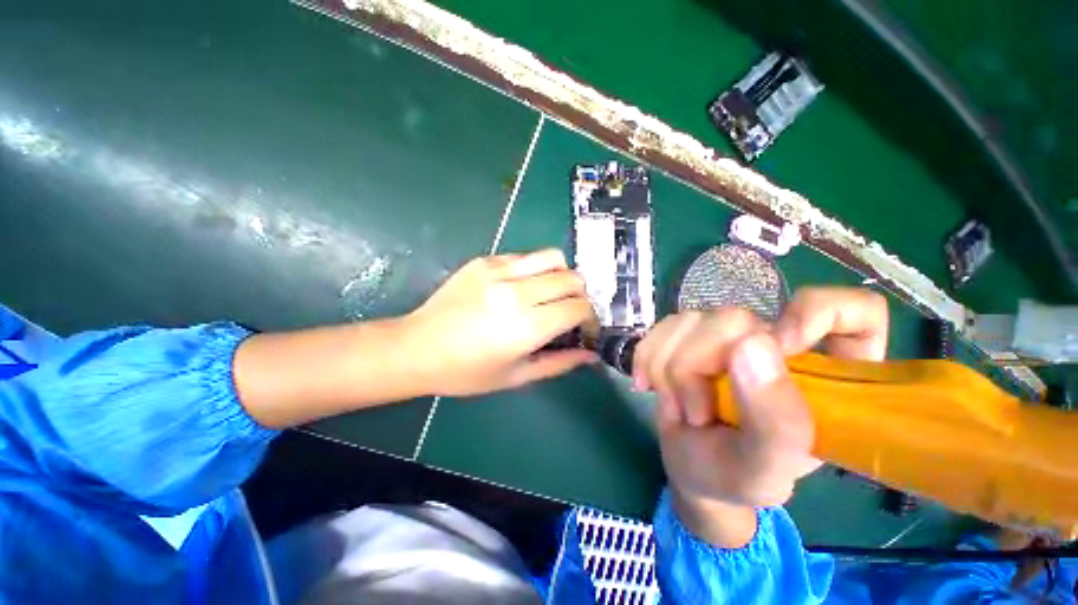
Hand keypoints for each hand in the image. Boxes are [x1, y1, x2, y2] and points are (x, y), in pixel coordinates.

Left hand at [403, 249, 596, 396]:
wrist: (417, 347)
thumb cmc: (466, 372)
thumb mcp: (516, 376)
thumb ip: (559, 363)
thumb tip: (591, 354)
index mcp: (526, 326)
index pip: (579, 307)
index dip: (590, 318)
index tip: (583, 328)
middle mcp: (516, 292)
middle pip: (572, 278)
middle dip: (580, 295)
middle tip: (568, 312)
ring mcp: (498, 270)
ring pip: (552, 257)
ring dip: (560, 276)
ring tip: (549, 294)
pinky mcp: (484, 260)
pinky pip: (524, 256)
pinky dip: (534, 270)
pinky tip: (521, 287)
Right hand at [633, 287, 887, 545]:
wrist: (689, 467)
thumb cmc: (734, 476)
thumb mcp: (764, 470)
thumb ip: (775, 420)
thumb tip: (751, 344)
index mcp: (825, 375)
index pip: (853, 312)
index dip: (817, 313)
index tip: (782, 345)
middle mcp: (775, 342)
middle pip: (736, 318)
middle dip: (697, 367)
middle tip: (696, 413)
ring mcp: (727, 335)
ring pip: (690, 321)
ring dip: (668, 370)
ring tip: (678, 407)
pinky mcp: (689, 335)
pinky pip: (661, 327)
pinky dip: (647, 359)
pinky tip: (649, 385)